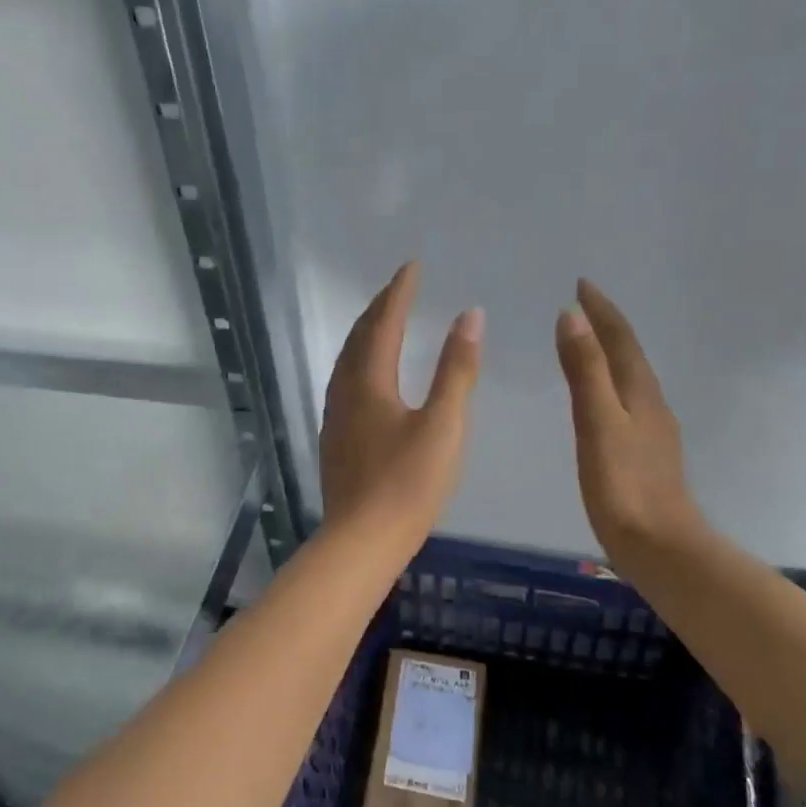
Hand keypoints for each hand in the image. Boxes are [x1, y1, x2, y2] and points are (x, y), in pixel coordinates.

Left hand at [321, 263, 482, 540]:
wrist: (361, 540)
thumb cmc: (408, 485)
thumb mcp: (444, 425)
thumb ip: (457, 370)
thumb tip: (470, 316)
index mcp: (370, 382)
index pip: (384, 323)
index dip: (399, 292)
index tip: (412, 265)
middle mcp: (345, 391)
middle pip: (359, 337)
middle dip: (379, 307)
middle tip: (399, 286)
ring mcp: (335, 416)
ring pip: (347, 360)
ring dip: (366, 334)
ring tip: (383, 321)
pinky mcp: (335, 439)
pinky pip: (344, 382)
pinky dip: (359, 361)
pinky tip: (368, 376)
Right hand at [556, 279, 702, 551]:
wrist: (659, 546)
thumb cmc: (623, 486)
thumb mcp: (598, 424)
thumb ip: (585, 371)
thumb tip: (571, 316)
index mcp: (640, 393)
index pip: (620, 339)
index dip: (601, 310)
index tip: (582, 283)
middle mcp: (651, 405)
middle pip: (629, 354)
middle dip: (606, 326)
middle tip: (581, 305)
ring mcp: (651, 431)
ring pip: (629, 379)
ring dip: (609, 354)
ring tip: (586, 342)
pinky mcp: (645, 454)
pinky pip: (625, 403)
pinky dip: (609, 384)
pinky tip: (600, 400)